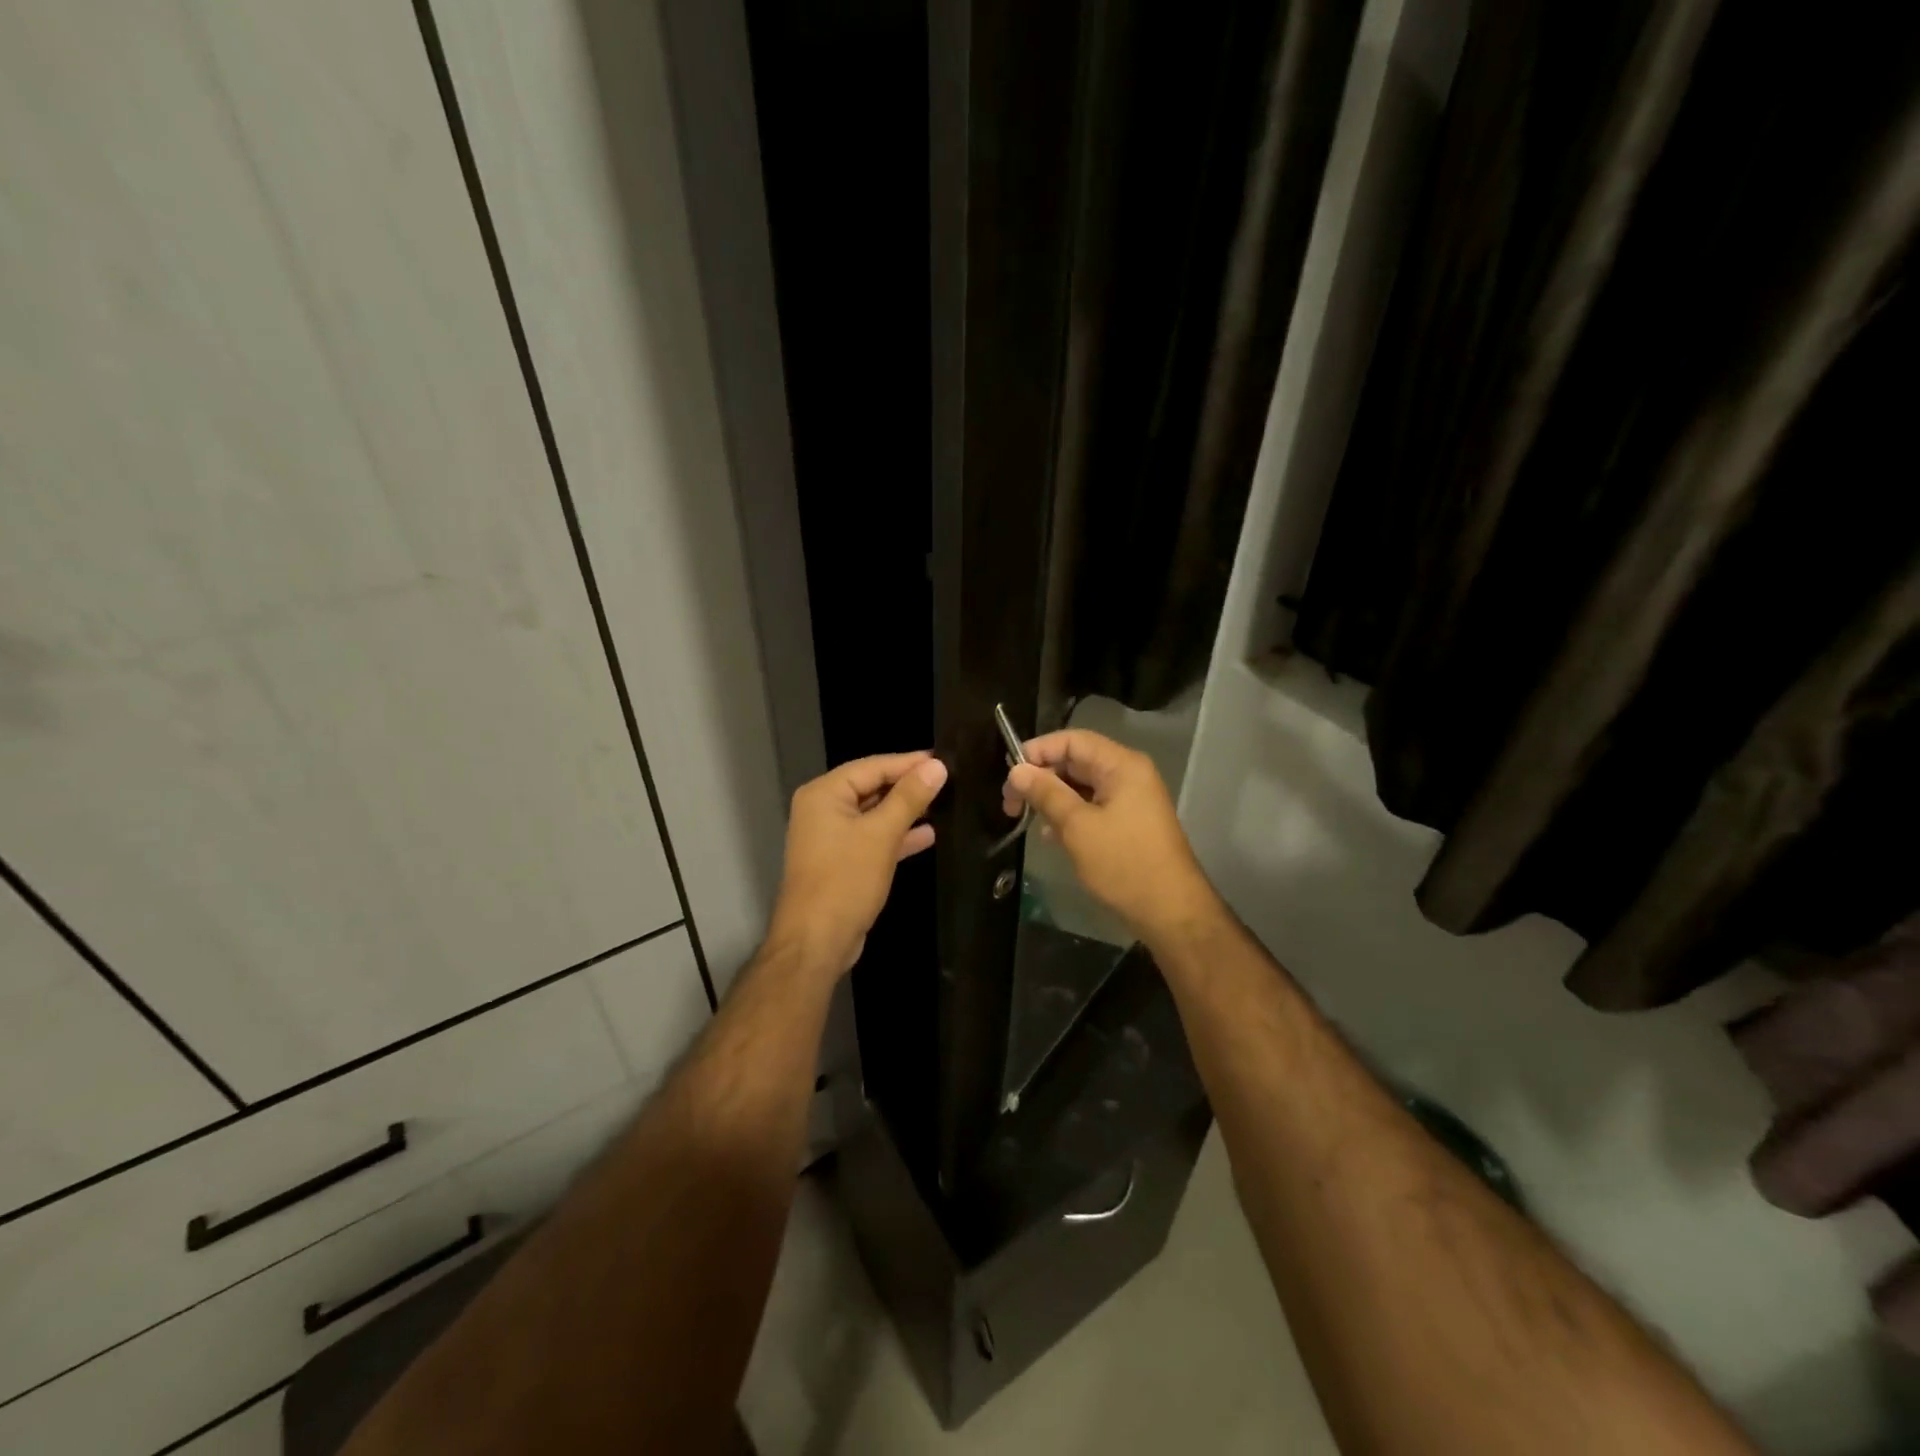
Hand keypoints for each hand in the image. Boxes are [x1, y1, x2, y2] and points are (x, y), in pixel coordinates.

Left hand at [767, 751, 947, 977]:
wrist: (816, 942)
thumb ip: (910, 798)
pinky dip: (896, 835)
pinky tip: (928, 834)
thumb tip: (937, 766)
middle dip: (908, 785)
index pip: (873, 766)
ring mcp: (830, 836)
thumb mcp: (882, 835)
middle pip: (872, 786)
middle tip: (949, 779)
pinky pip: (872, 837)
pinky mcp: (842, 860)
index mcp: (824, 793)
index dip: (909, 762)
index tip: (946, 759)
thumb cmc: (845, 880)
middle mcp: (823, 809)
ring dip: (905, 810)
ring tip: (944, 802)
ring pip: (874, 813)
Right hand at [1002, 729, 1218, 944]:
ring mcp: (1131, 798)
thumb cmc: (1124, 864)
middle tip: (1011, 802)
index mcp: (1121, 765)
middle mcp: (1128, 774)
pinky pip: (1092, 806)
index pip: (1072, 740)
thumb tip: (1017, 770)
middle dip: (1041, 777)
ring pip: (1081, 785)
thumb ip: (1046, 793)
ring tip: (1025, 818)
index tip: (1010, 775)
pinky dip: (1069, 814)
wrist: (1171, 912)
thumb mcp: (1077, 827)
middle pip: (1076, 760)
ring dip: (1052, 797)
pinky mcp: (1129, 822)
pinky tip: (1050, 834)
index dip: (1038, 751)